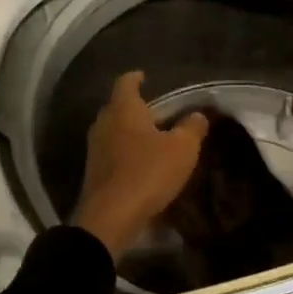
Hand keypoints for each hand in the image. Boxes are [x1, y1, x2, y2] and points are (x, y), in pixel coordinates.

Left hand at [71, 71, 209, 259]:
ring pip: (114, 131)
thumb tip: (198, 115)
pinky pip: (112, 153)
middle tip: (158, 112)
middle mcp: (104, 123)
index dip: (136, 77)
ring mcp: (95, 149)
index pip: (126, 82)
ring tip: (153, 138)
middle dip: (136, 107)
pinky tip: (142, 163)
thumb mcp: (182, 149)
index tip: (145, 76)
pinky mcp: (94, 172)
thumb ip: (192, 127)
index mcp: (123, 109)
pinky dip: (126, 152)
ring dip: (131, 132)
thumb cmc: (147, 172)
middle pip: (118, 107)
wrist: (111, 217)